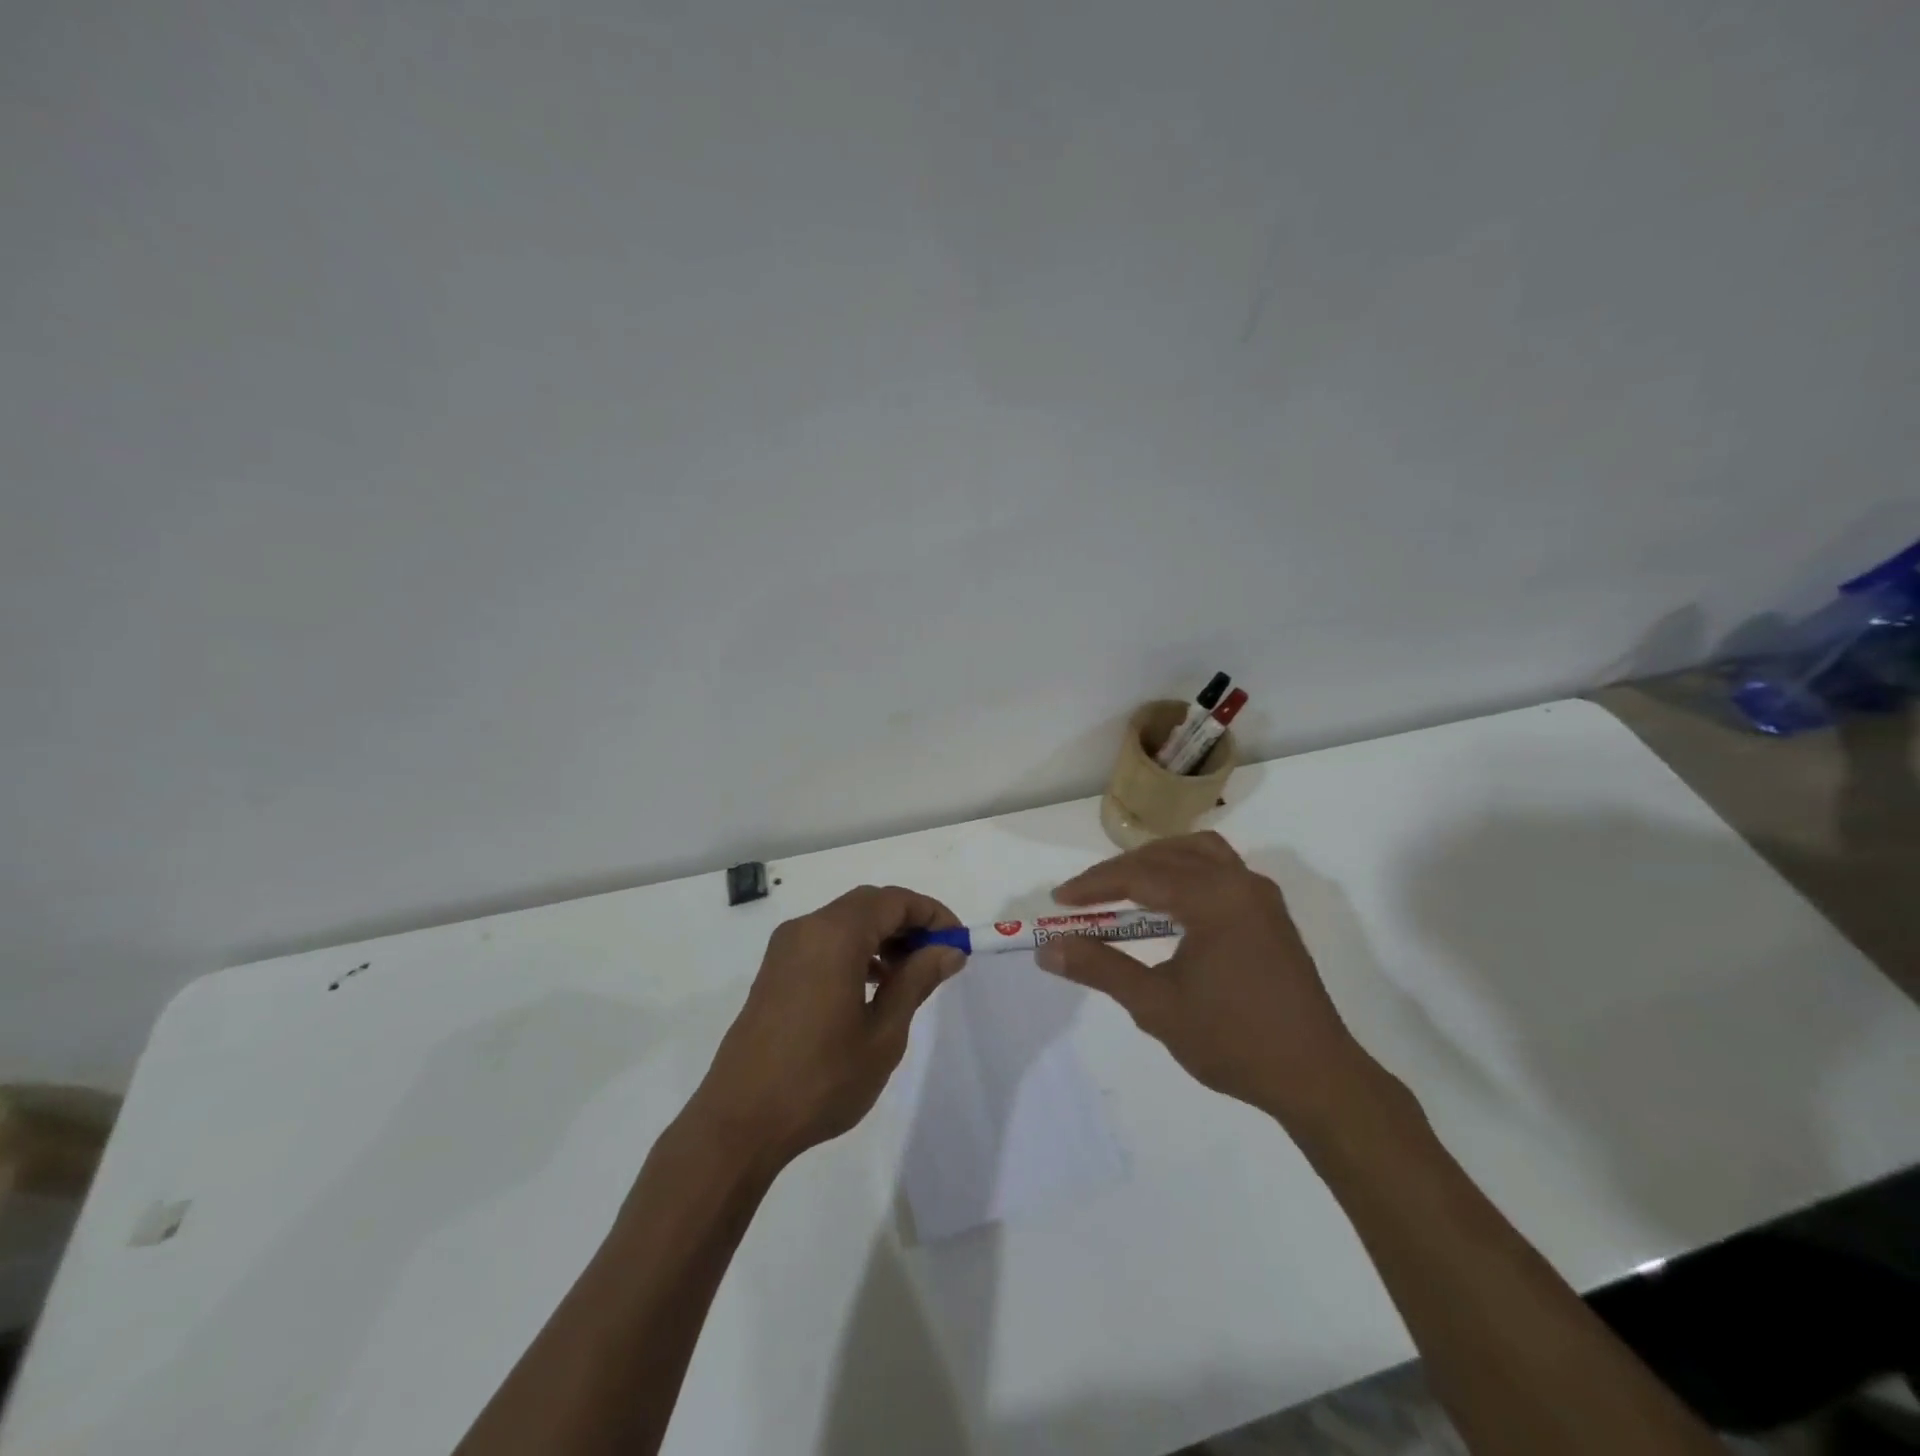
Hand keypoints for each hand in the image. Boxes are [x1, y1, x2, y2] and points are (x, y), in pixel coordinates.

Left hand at [685, 886, 964, 1169]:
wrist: (739, 1122)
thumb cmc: (821, 1078)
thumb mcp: (883, 1033)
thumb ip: (916, 981)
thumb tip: (948, 950)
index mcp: (835, 935)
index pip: (894, 901)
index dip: (932, 914)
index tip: (958, 942)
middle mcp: (807, 928)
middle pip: (868, 905)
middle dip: (908, 923)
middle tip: (938, 958)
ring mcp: (785, 948)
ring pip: (845, 921)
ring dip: (882, 937)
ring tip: (909, 976)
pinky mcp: (774, 971)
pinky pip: (824, 941)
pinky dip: (855, 950)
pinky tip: (871, 987)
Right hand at [1037, 832, 1385, 1134]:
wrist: (1315, 1078)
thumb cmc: (1232, 1041)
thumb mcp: (1155, 1005)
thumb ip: (1100, 968)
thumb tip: (1047, 948)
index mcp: (1214, 898)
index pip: (1139, 876)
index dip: (1094, 885)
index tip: (1059, 901)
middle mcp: (1240, 882)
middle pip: (1166, 857)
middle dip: (1119, 873)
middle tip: (1083, 899)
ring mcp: (1260, 896)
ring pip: (1197, 853)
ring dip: (1155, 863)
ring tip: (1124, 888)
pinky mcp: (1269, 913)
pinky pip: (1220, 870)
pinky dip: (1186, 872)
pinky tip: (1171, 904)